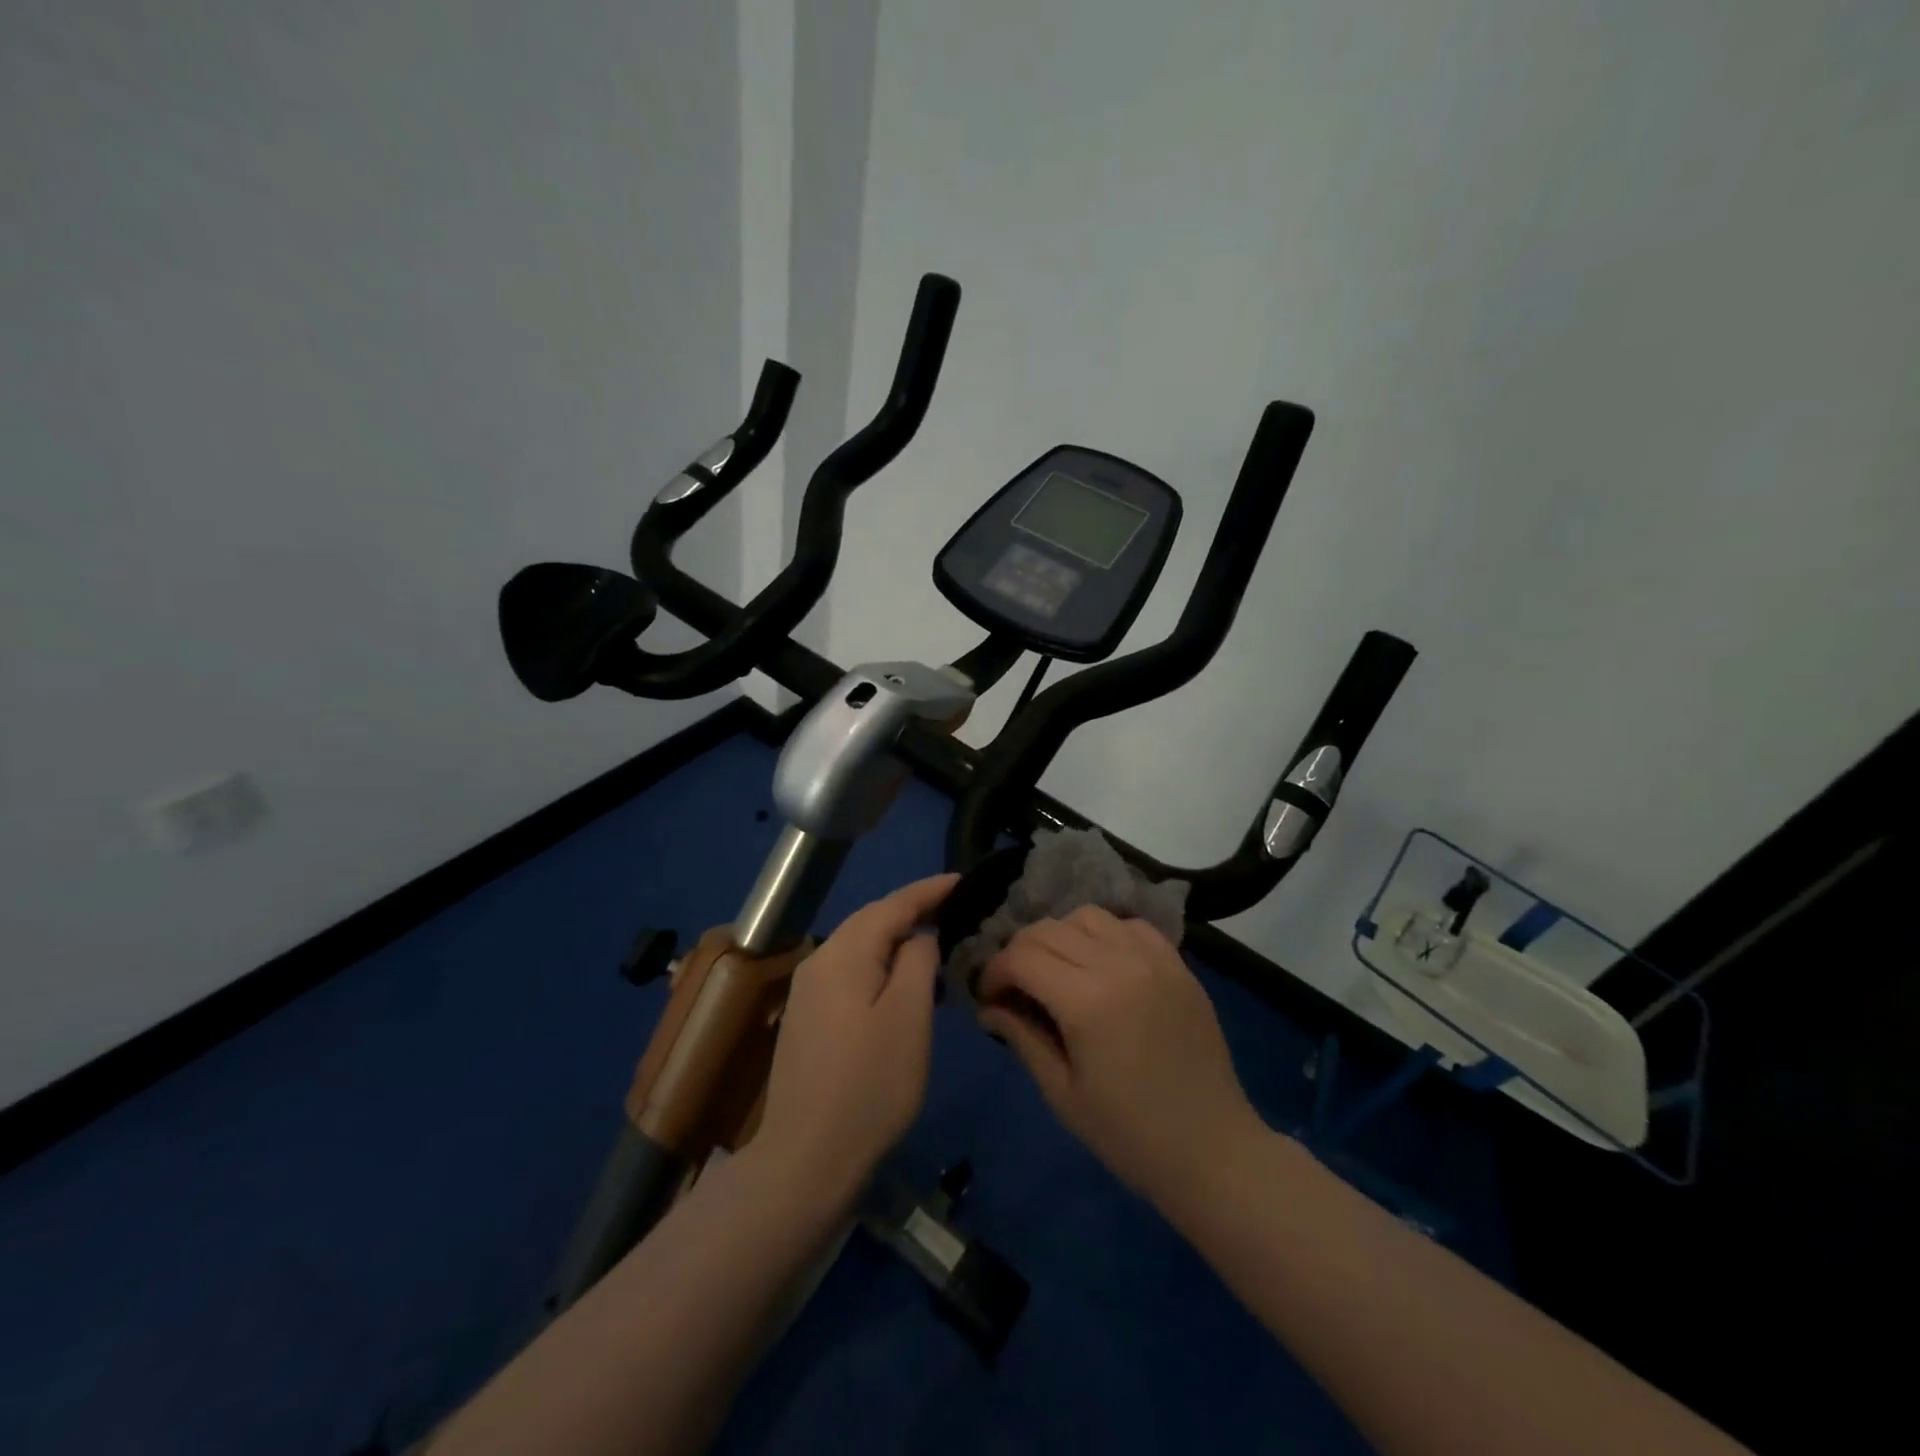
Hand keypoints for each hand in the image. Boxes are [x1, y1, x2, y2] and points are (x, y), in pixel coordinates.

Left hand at [751, 873, 957, 1211]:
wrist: (806, 1158)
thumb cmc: (870, 1085)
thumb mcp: (909, 1016)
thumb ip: (918, 961)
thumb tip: (919, 936)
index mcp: (843, 953)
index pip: (892, 904)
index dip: (929, 890)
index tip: (963, 879)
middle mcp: (819, 961)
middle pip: (872, 921)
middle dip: (913, 911)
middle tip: (955, 908)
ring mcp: (808, 991)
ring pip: (860, 947)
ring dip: (897, 940)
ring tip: (937, 943)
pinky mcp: (807, 1017)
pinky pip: (850, 972)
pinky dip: (880, 965)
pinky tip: (901, 983)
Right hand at [977, 906, 1263, 1208]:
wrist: (1212, 1150)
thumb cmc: (1129, 1135)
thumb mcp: (1063, 1094)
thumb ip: (1022, 1038)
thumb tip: (989, 1006)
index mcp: (1086, 1001)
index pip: (1021, 956)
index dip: (994, 972)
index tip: (989, 996)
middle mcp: (1119, 965)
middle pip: (1048, 928)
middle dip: (1019, 951)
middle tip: (1016, 986)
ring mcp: (1153, 959)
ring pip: (1088, 916)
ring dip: (1061, 935)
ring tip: (1059, 970)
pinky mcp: (1178, 964)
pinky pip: (1130, 925)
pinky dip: (1105, 934)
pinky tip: (1102, 964)